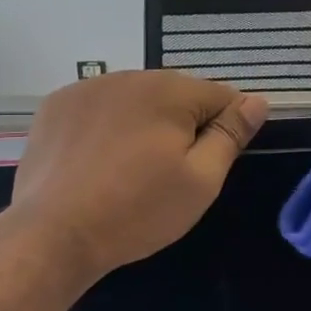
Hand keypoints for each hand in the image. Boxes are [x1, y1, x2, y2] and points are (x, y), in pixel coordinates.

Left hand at [8, 71, 269, 284]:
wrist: (53, 234)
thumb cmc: (137, 211)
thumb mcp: (200, 181)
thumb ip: (230, 135)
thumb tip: (257, 101)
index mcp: (169, 90)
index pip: (220, 95)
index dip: (225, 129)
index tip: (210, 164)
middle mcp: (128, 76)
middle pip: (176, 95)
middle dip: (182, 125)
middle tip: (168, 174)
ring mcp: (86, 88)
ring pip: (135, 100)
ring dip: (144, 123)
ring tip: (131, 170)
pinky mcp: (56, 106)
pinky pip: (99, 107)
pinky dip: (107, 126)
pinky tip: (98, 162)